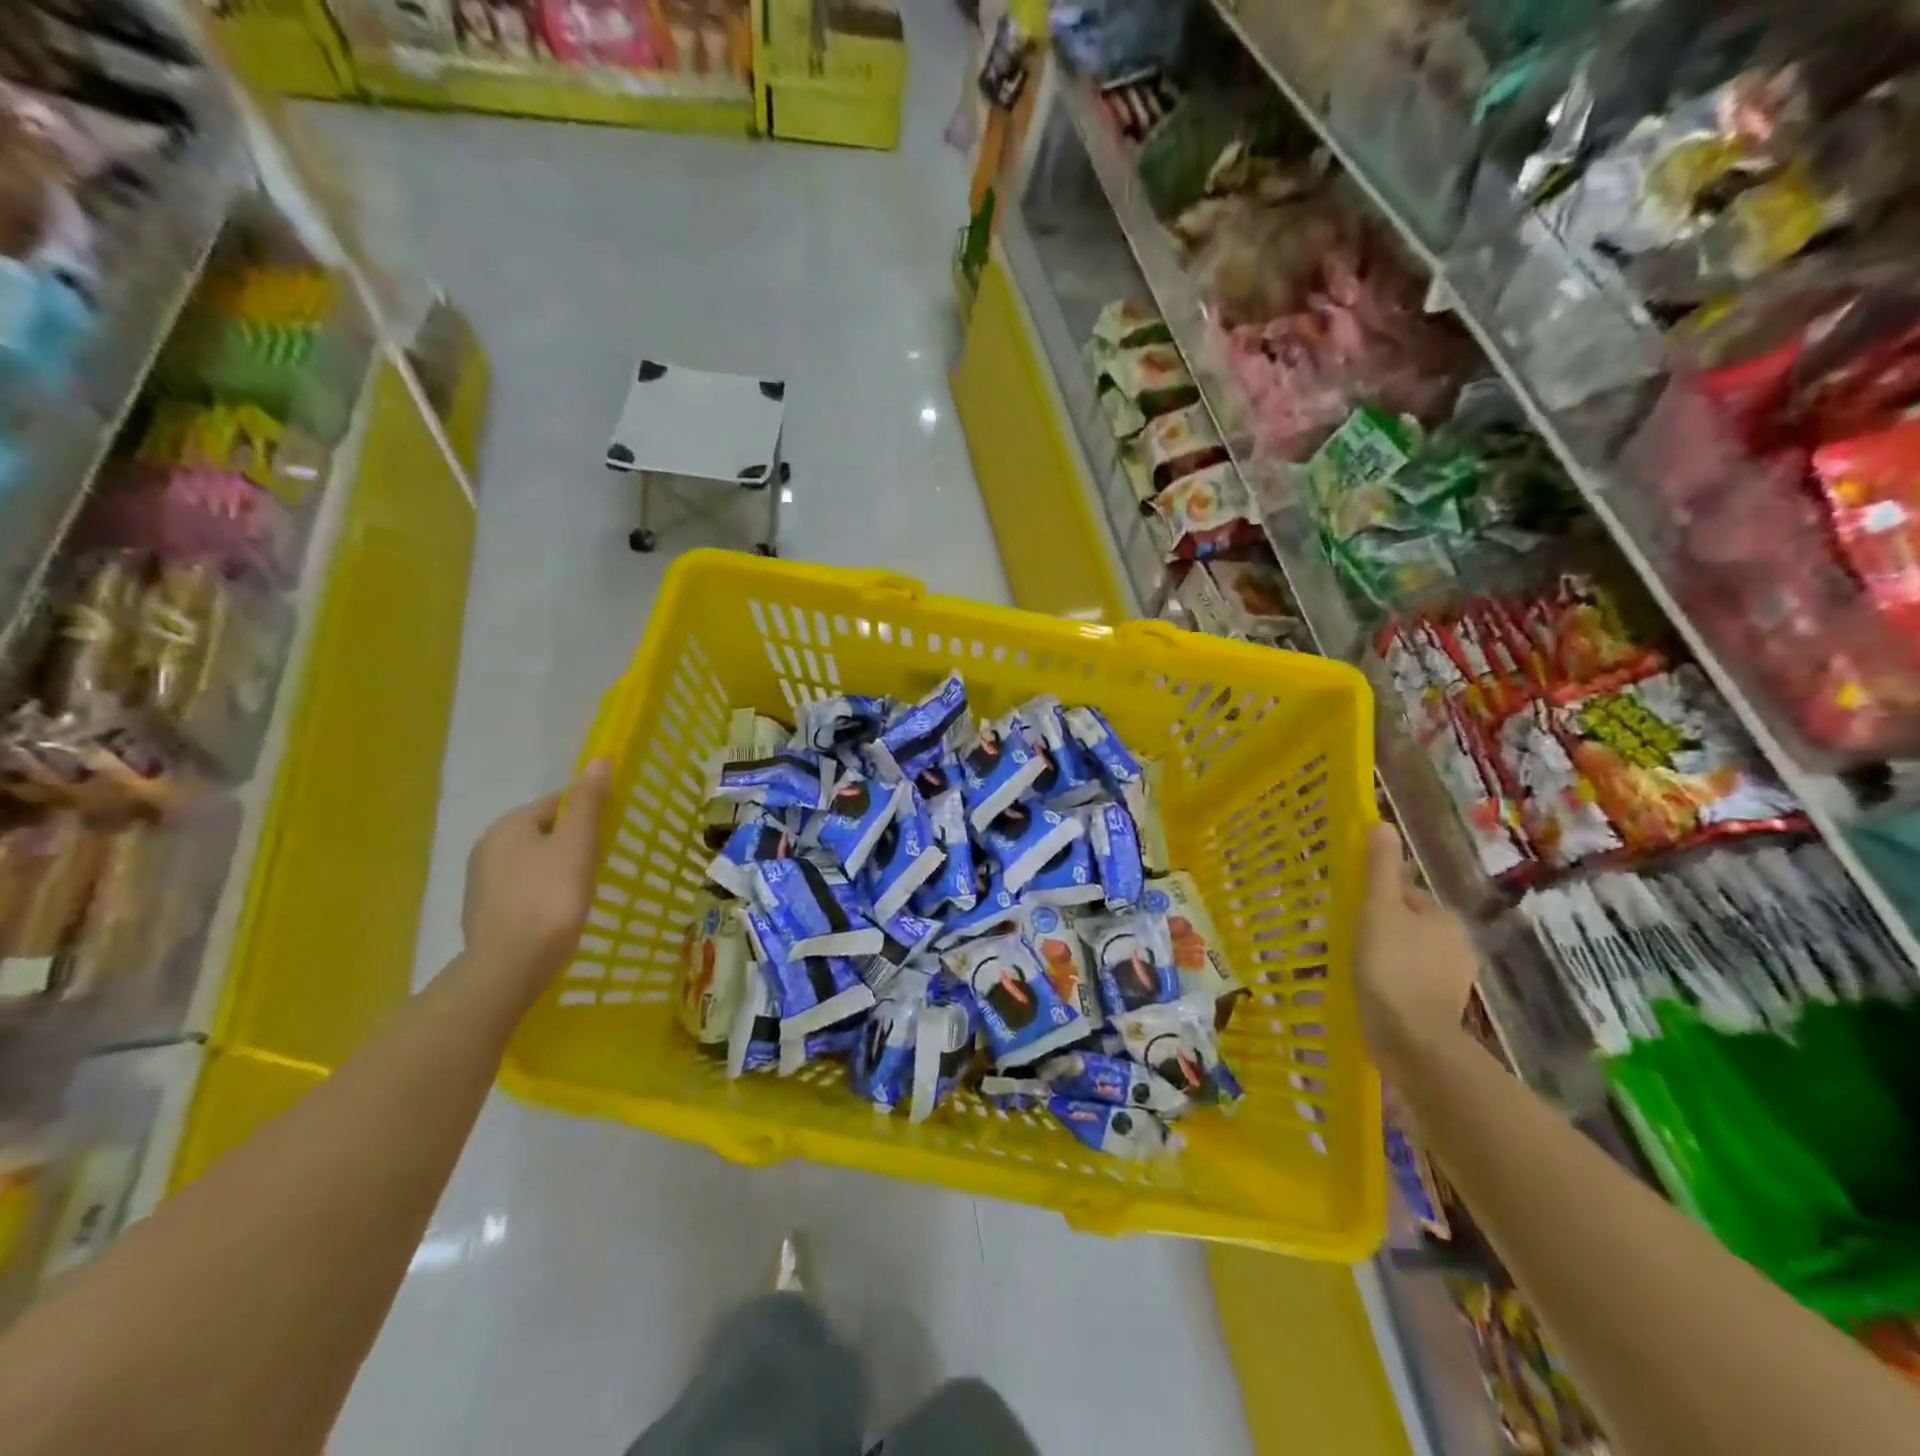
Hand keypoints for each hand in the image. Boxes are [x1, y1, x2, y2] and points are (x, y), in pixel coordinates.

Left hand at [461, 760, 611, 1003]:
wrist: (510, 966)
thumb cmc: (551, 897)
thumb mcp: (578, 843)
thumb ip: (588, 801)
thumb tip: (598, 758)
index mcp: (509, 825)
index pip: (557, 803)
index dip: (587, 814)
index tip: (608, 836)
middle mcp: (487, 846)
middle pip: (542, 832)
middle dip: (570, 843)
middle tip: (599, 865)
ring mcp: (480, 882)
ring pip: (531, 862)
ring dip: (555, 869)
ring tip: (581, 891)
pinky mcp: (483, 913)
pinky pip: (521, 890)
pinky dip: (540, 894)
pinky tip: (557, 912)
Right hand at [1354, 823, 1477, 1066]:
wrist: (1411, 1038)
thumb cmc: (1390, 965)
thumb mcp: (1378, 908)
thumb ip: (1380, 868)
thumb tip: (1383, 824)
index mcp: (1443, 919)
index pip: (1406, 896)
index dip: (1377, 899)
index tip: (1350, 910)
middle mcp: (1457, 946)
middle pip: (1410, 926)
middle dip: (1383, 929)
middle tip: (1347, 938)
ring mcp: (1452, 982)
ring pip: (1411, 956)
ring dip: (1387, 958)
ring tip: (1353, 967)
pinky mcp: (1440, 1011)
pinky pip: (1411, 985)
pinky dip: (1393, 985)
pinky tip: (1370, 993)